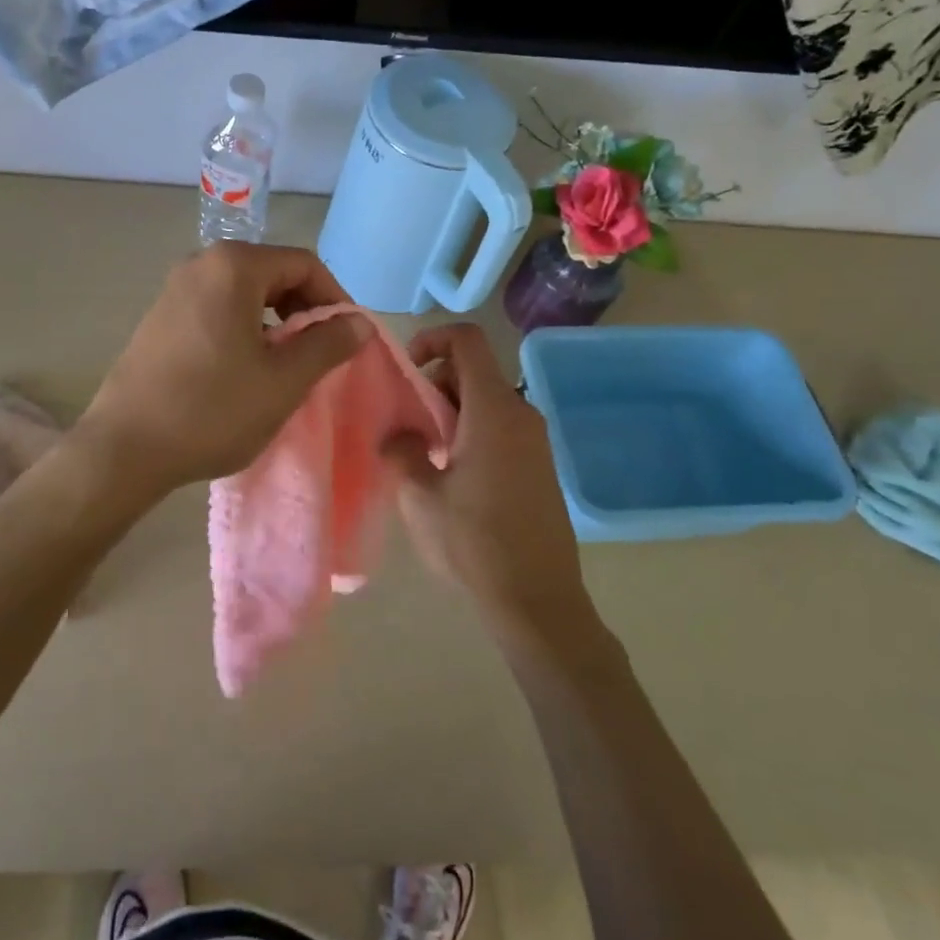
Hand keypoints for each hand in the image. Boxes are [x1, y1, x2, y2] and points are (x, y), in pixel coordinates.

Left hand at [77, 243, 370, 497]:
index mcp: (233, 266)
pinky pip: (216, 308)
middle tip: (321, 353)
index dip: (335, 298)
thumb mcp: (284, 380)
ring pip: (244, 293)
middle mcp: (201, 264)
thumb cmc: (213, 409)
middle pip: (272, 273)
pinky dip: (243, 328)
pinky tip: (246, 369)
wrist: (125, 447)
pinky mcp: (160, 317)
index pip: (304, 264)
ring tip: (287, 365)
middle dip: (304, 309)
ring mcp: (174, 289)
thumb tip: (358, 322)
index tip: (348, 338)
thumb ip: (327, 344)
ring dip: (275, 321)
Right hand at [384, 323, 598, 642]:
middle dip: (435, 384)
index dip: (433, 339)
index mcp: (493, 410)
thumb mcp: (419, 496)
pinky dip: (472, 431)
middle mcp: (521, 414)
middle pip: (474, 371)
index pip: (467, 341)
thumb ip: (402, 450)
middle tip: (408, 423)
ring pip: (486, 401)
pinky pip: (501, 427)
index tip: (406, 369)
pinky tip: (453, 475)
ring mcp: (536, 441)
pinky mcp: (540, 466)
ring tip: (425, 453)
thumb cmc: (473, 542)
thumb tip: (399, 433)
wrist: (537, 600)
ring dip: (451, 412)